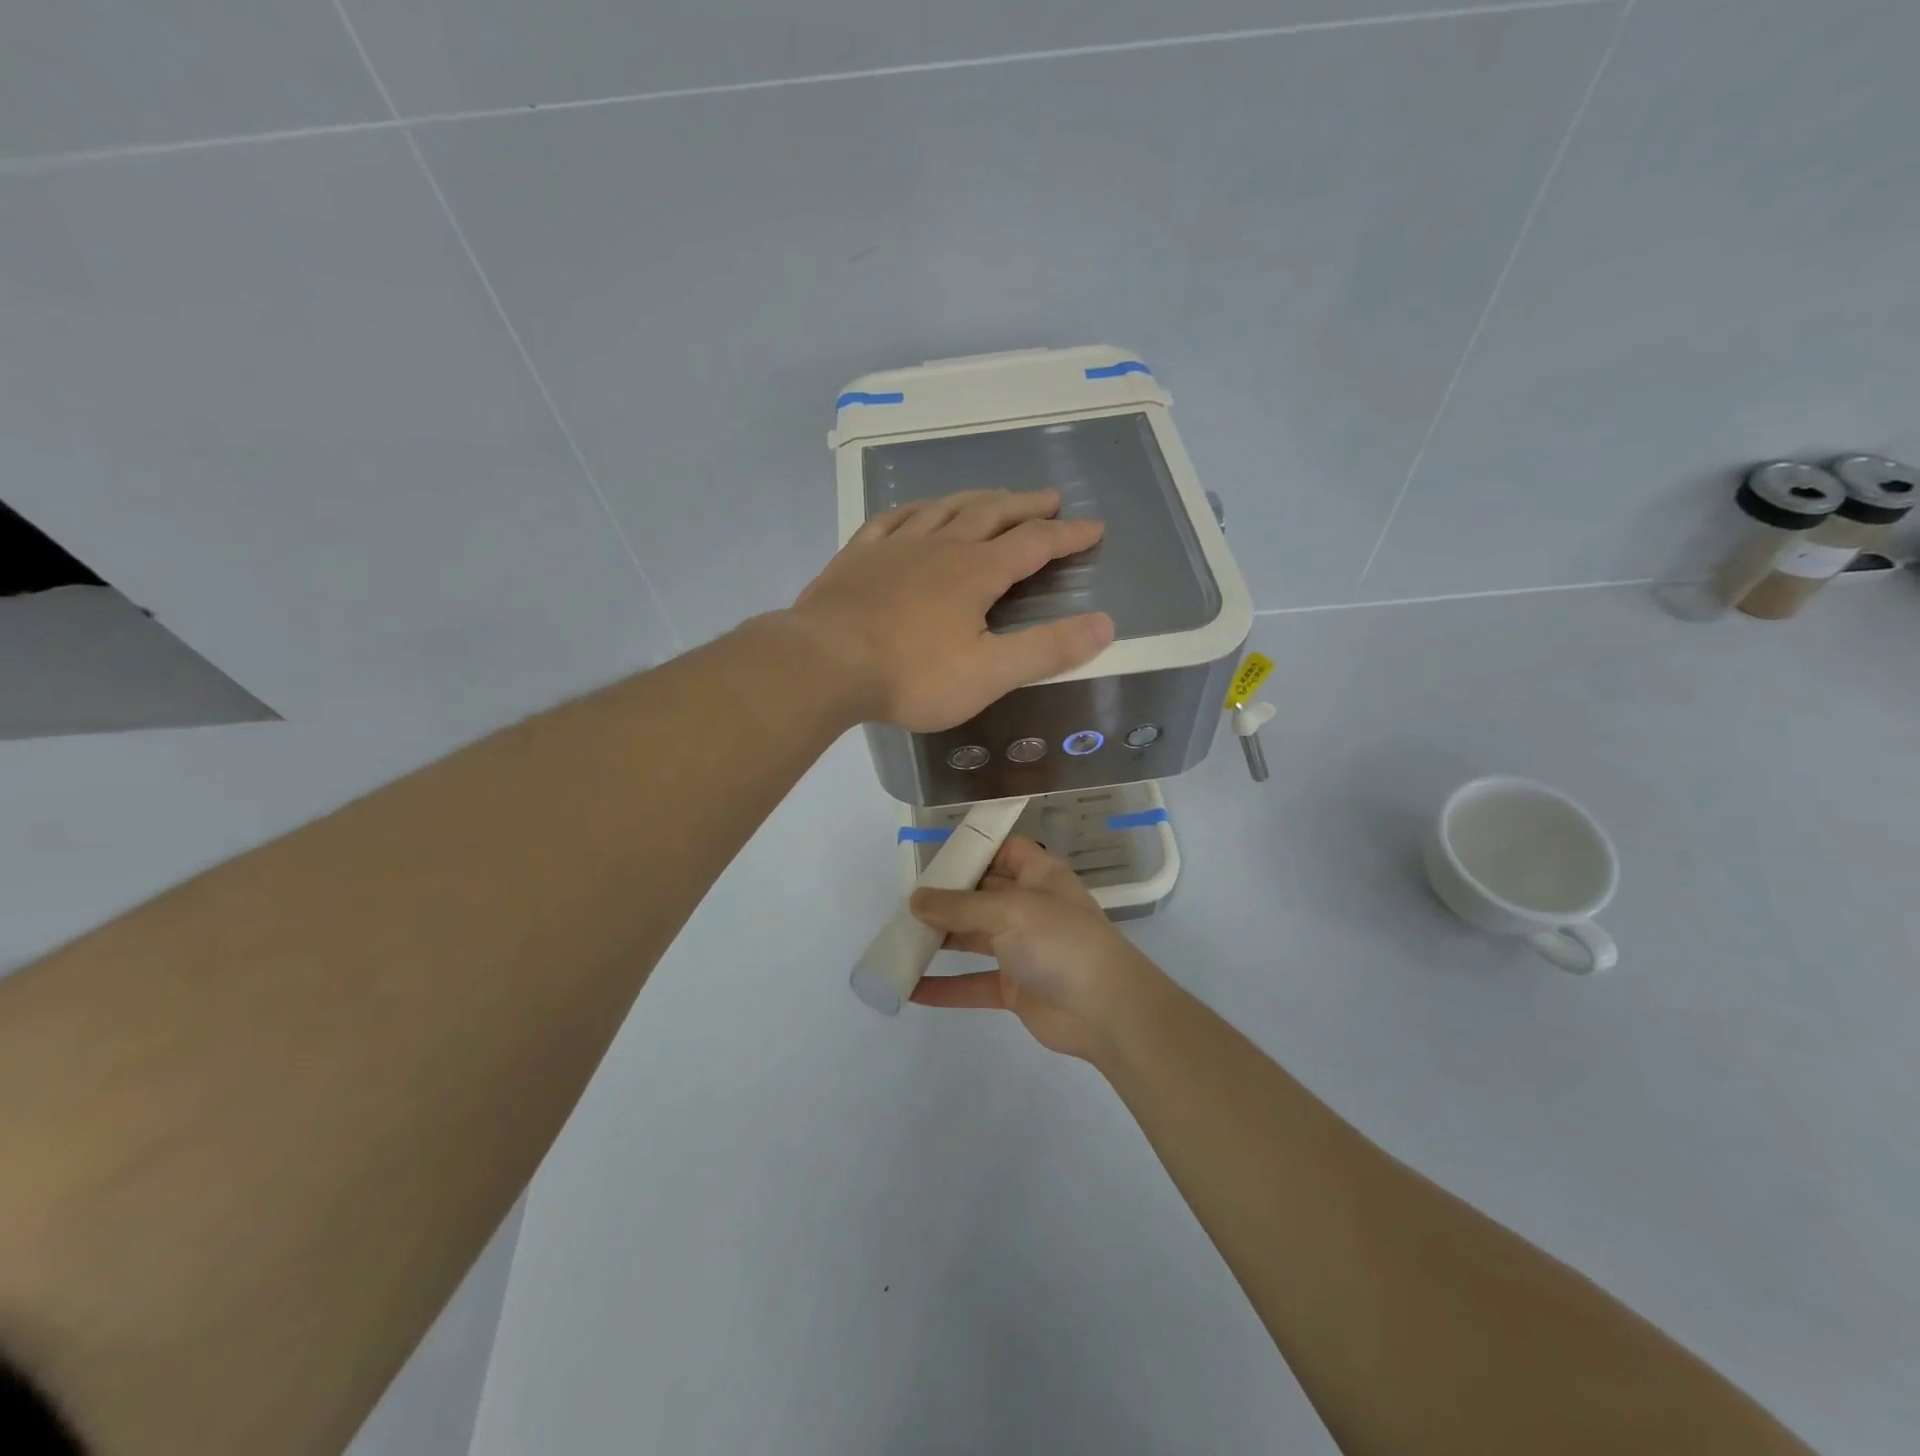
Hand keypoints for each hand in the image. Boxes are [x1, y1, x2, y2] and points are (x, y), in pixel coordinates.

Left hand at [787, 488, 1113, 731]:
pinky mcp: (858, 556)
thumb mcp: (989, 673)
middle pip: (992, 513)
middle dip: (1025, 506)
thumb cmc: (911, 674)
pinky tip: (916, 511)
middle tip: (1049, 499)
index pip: (1035, 544)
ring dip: (976, 499)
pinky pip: (892, 519)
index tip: (1094, 527)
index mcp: (977, 571)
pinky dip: (915, 510)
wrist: (824, 662)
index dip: (1068, 535)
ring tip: (993, 496)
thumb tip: (1106, 624)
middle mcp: (940, 545)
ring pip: (944, 507)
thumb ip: (1048, 649)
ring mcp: (895, 545)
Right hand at [908, 836, 1168, 1060]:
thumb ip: (959, 907)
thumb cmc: (1061, 941)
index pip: (1004, 850)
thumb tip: (915, 900)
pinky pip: (973, 982)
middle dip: (946, 898)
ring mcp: (1023, 948)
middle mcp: (1030, 907)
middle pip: (981, 894)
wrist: (1106, 1010)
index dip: (973, 849)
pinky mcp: (1015, 987)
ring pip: (973, 939)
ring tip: (899, 939)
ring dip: (940, 940)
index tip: (933, 857)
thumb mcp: (1008, 911)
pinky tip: (911, 989)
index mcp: (1039, 875)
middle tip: (904, 902)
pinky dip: (945, 986)